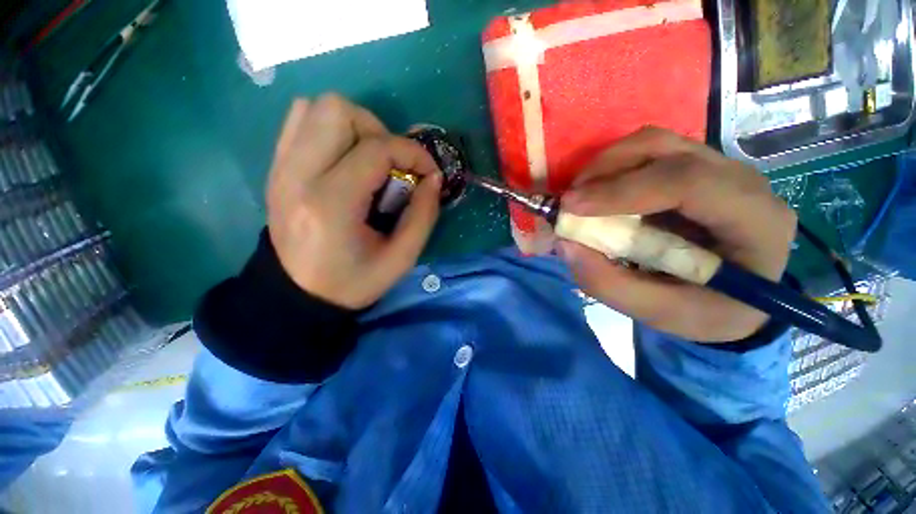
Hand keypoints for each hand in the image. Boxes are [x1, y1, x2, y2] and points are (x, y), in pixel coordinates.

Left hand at [266, 94, 441, 308]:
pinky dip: (330, 129)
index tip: (428, 171)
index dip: (412, 153)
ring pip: (317, 107)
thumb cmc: (353, 281)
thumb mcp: (401, 258)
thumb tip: (433, 177)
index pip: (376, 149)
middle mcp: (298, 176)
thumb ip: (424, 215)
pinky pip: (300, 121)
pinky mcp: (276, 167)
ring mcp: (281, 167)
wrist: (297, 294)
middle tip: (392, 165)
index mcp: (332, 204)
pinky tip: (346, 159)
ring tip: (369, 160)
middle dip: (378, 131)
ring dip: (355, 127)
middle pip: (338, 110)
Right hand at [559, 128, 795, 341]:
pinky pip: (648, 153)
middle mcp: (741, 181)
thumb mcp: (660, 314)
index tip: (571, 207)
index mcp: (755, 222)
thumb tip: (566, 244)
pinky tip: (599, 194)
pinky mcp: (695, 168)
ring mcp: (718, 168)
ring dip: (606, 166)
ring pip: (654, 143)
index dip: (623, 190)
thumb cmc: (708, 311)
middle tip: (569, 201)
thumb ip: (610, 284)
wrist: (736, 299)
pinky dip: (614, 169)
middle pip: (667, 148)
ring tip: (580, 197)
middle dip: (606, 170)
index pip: (689, 182)